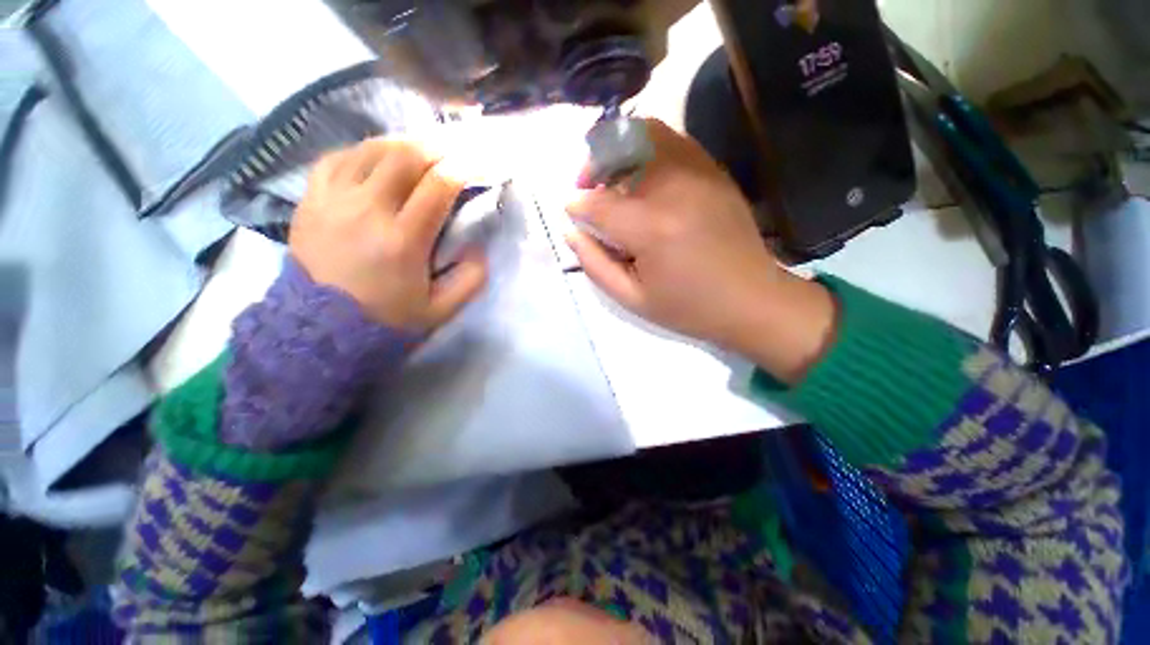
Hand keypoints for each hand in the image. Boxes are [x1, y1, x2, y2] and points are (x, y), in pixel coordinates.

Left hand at [290, 138, 486, 331]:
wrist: (321, 328)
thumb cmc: (388, 318)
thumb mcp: (442, 309)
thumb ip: (470, 279)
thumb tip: (479, 247)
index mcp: (402, 240)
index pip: (437, 186)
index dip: (462, 168)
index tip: (476, 164)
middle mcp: (366, 210)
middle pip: (404, 156)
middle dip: (436, 147)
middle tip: (452, 151)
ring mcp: (332, 200)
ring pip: (370, 150)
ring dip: (402, 145)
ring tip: (421, 151)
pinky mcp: (311, 200)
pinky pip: (337, 158)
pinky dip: (363, 153)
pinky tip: (377, 160)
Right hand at [566, 119, 835, 383]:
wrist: (752, 299)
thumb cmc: (689, 307)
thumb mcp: (633, 299)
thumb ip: (595, 265)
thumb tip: (572, 232)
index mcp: (652, 228)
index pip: (598, 203)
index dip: (577, 206)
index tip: (572, 213)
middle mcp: (674, 189)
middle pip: (621, 149)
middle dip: (594, 165)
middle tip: (590, 188)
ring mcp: (700, 173)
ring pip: (648, 133)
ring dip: (620, 150)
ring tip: (615, 178)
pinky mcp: (715, 172)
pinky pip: (674, 142)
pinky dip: (649, 150)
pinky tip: (646, 178)